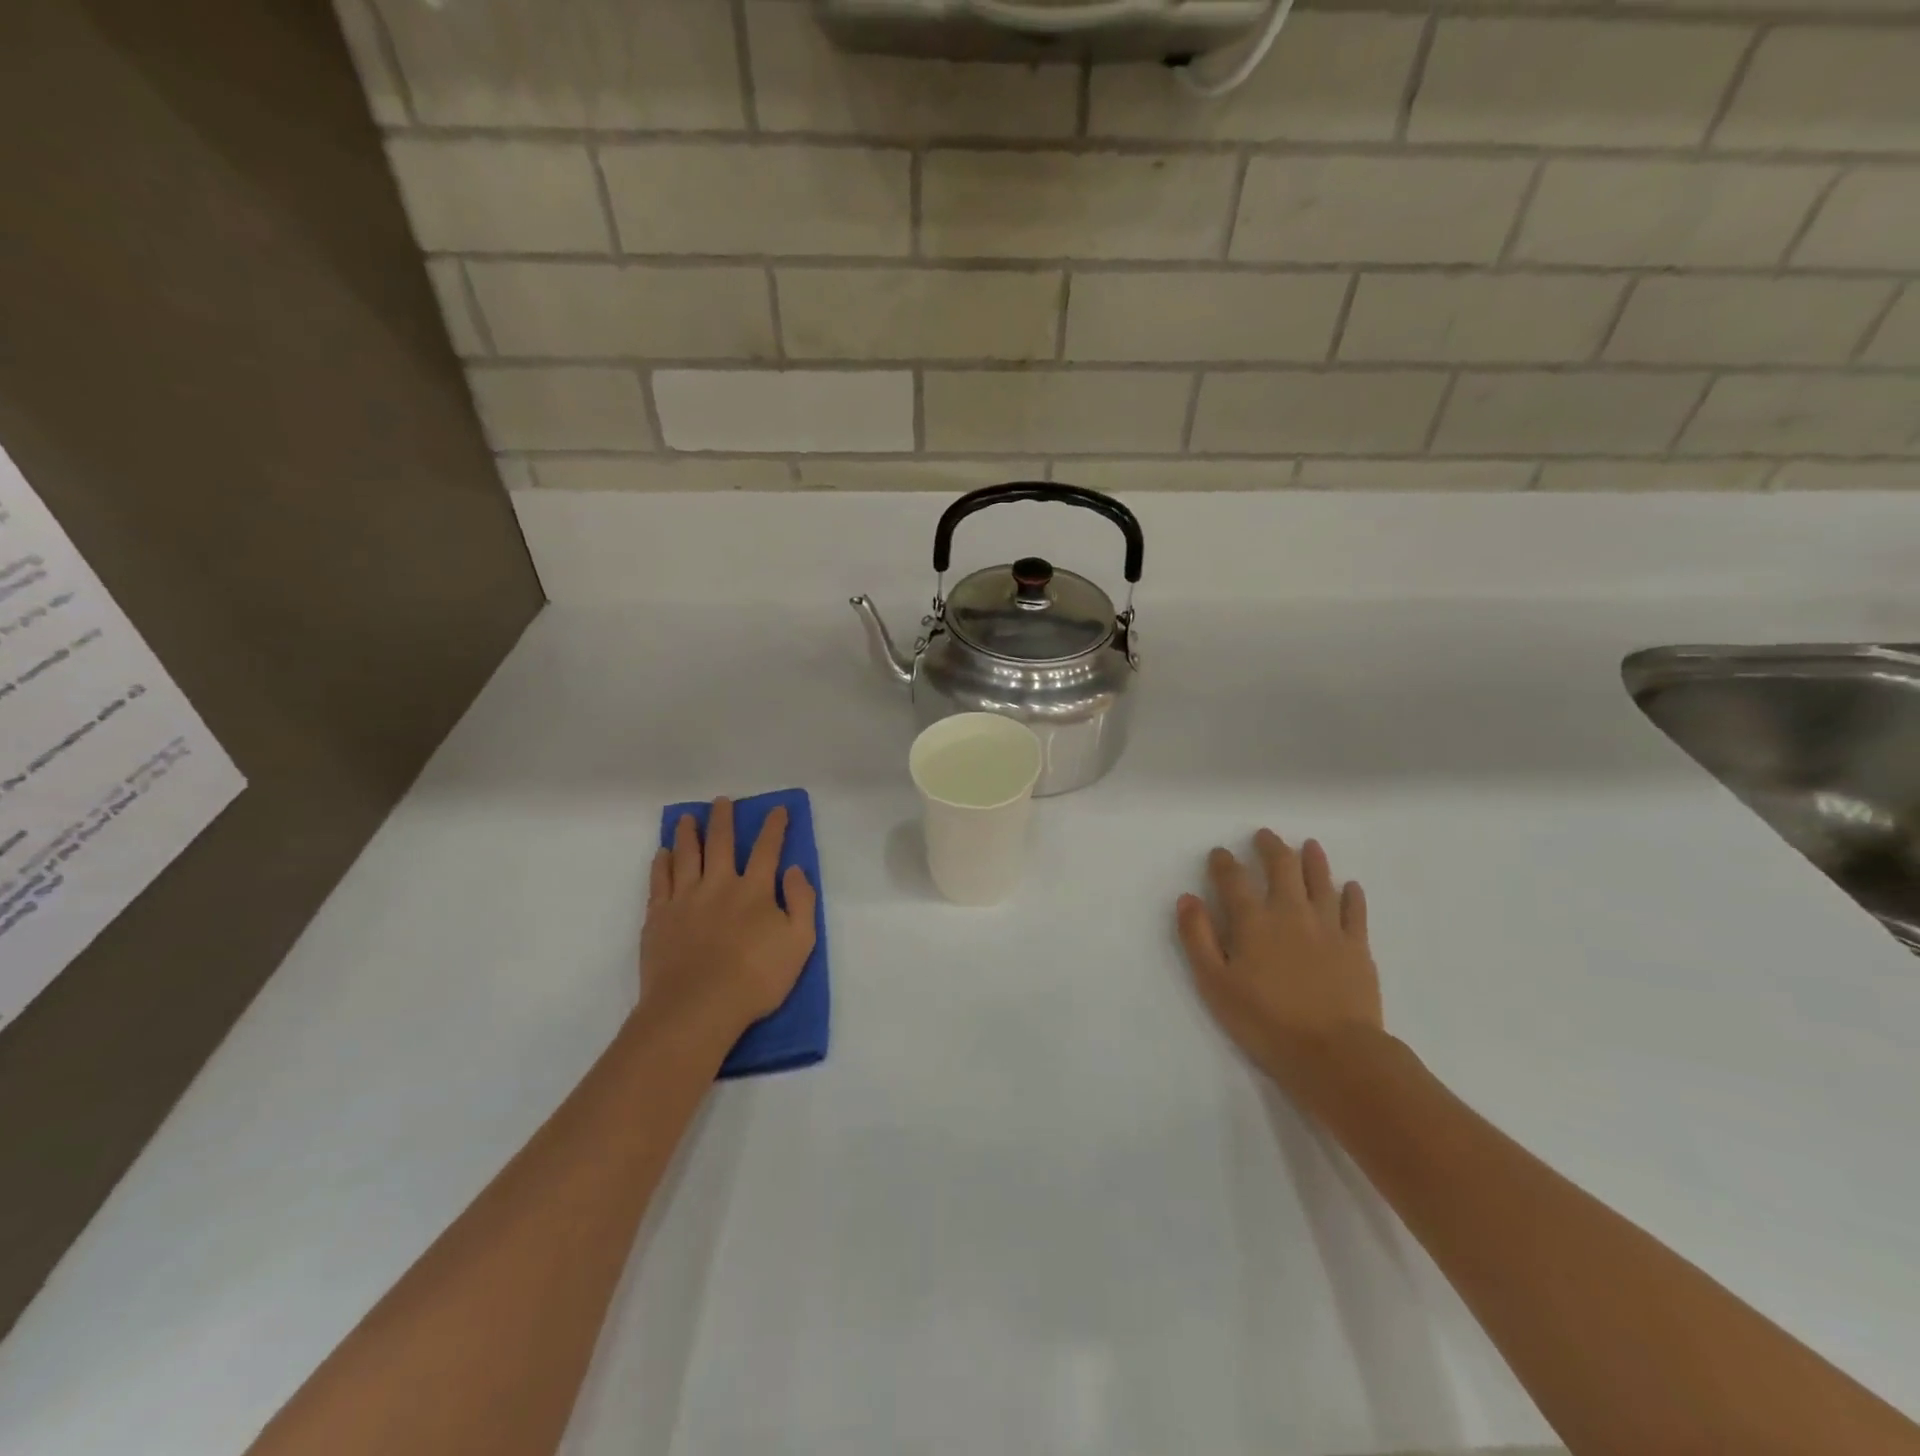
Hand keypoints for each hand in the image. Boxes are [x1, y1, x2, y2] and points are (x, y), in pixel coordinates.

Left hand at [639, 798, 817, 1045]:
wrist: (697, 1008)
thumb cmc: (755, 979)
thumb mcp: (800, 943)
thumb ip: (802, 902)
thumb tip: (796, 870)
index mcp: (755, 890)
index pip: (767, 849)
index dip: (774, 827)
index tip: (777, 809)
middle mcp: (719, 885)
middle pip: (721, 843)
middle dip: (723, 819)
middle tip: (721, 801)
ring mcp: (685, 899)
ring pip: (686, 855)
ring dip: (688, 833)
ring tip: (687, 818)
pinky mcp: (658, 918)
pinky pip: (659, 881)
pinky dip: (661, 864)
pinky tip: (662, 854)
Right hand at [1176, 830, 1384, 1099]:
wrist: (1335, 1053)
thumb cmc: (1266, 1021)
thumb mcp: (1215, 984)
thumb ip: (1198, 938)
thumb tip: (1187, 898)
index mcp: (1253, 921)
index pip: (1234, 879)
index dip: (1224, 863)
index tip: (1219, 853)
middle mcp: (1290, 912)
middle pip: (1281, 868)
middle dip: (1270, 848)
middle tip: (1264, 836)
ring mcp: (1328, 927)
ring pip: (1320, 881)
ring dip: (1312, 860)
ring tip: (1309, 845)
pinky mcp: (1357, 946)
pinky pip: (1355, 911)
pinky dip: (1351, 895)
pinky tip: (1350, 886)